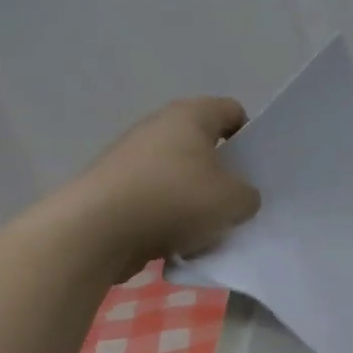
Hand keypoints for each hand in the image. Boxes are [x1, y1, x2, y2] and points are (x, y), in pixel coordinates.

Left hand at [57, 97, 260, 280]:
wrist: (97, 230)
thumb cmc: (174, 200)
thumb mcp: (233, 202)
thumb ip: (249, 196)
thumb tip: (240, 198)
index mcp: (191, 115)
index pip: (233, 111)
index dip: (250, 138)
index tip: (255, 170)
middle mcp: (159, 126)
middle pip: (204, 144)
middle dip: (222, 173)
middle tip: (237, 201)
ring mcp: (132, 156)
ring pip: (179, 174)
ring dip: (195, 199)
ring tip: (207, 229)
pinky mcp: (115, 187)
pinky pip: (155, 197)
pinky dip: (168, 216)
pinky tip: (176, 241)